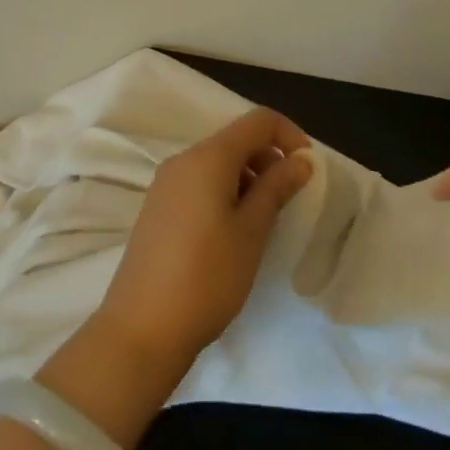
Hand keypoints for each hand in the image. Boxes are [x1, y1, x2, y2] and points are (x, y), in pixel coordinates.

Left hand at [95, 108, 314, 376]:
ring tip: (263, 221)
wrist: (141, 329)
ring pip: (218, 163)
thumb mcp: (252, 231)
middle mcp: (183, 160)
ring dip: (249, 178)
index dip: (289, 135)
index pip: (258, 120)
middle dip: (269, 159)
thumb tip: (301, 159)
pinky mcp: (158, 208)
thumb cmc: (207, 277)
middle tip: (288, 200)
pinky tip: (233, 232)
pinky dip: (225, 192)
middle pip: (236, 139)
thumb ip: (277, 187)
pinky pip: (200, 183)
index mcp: (207, 157)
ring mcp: (166, 184)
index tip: (307, 169)